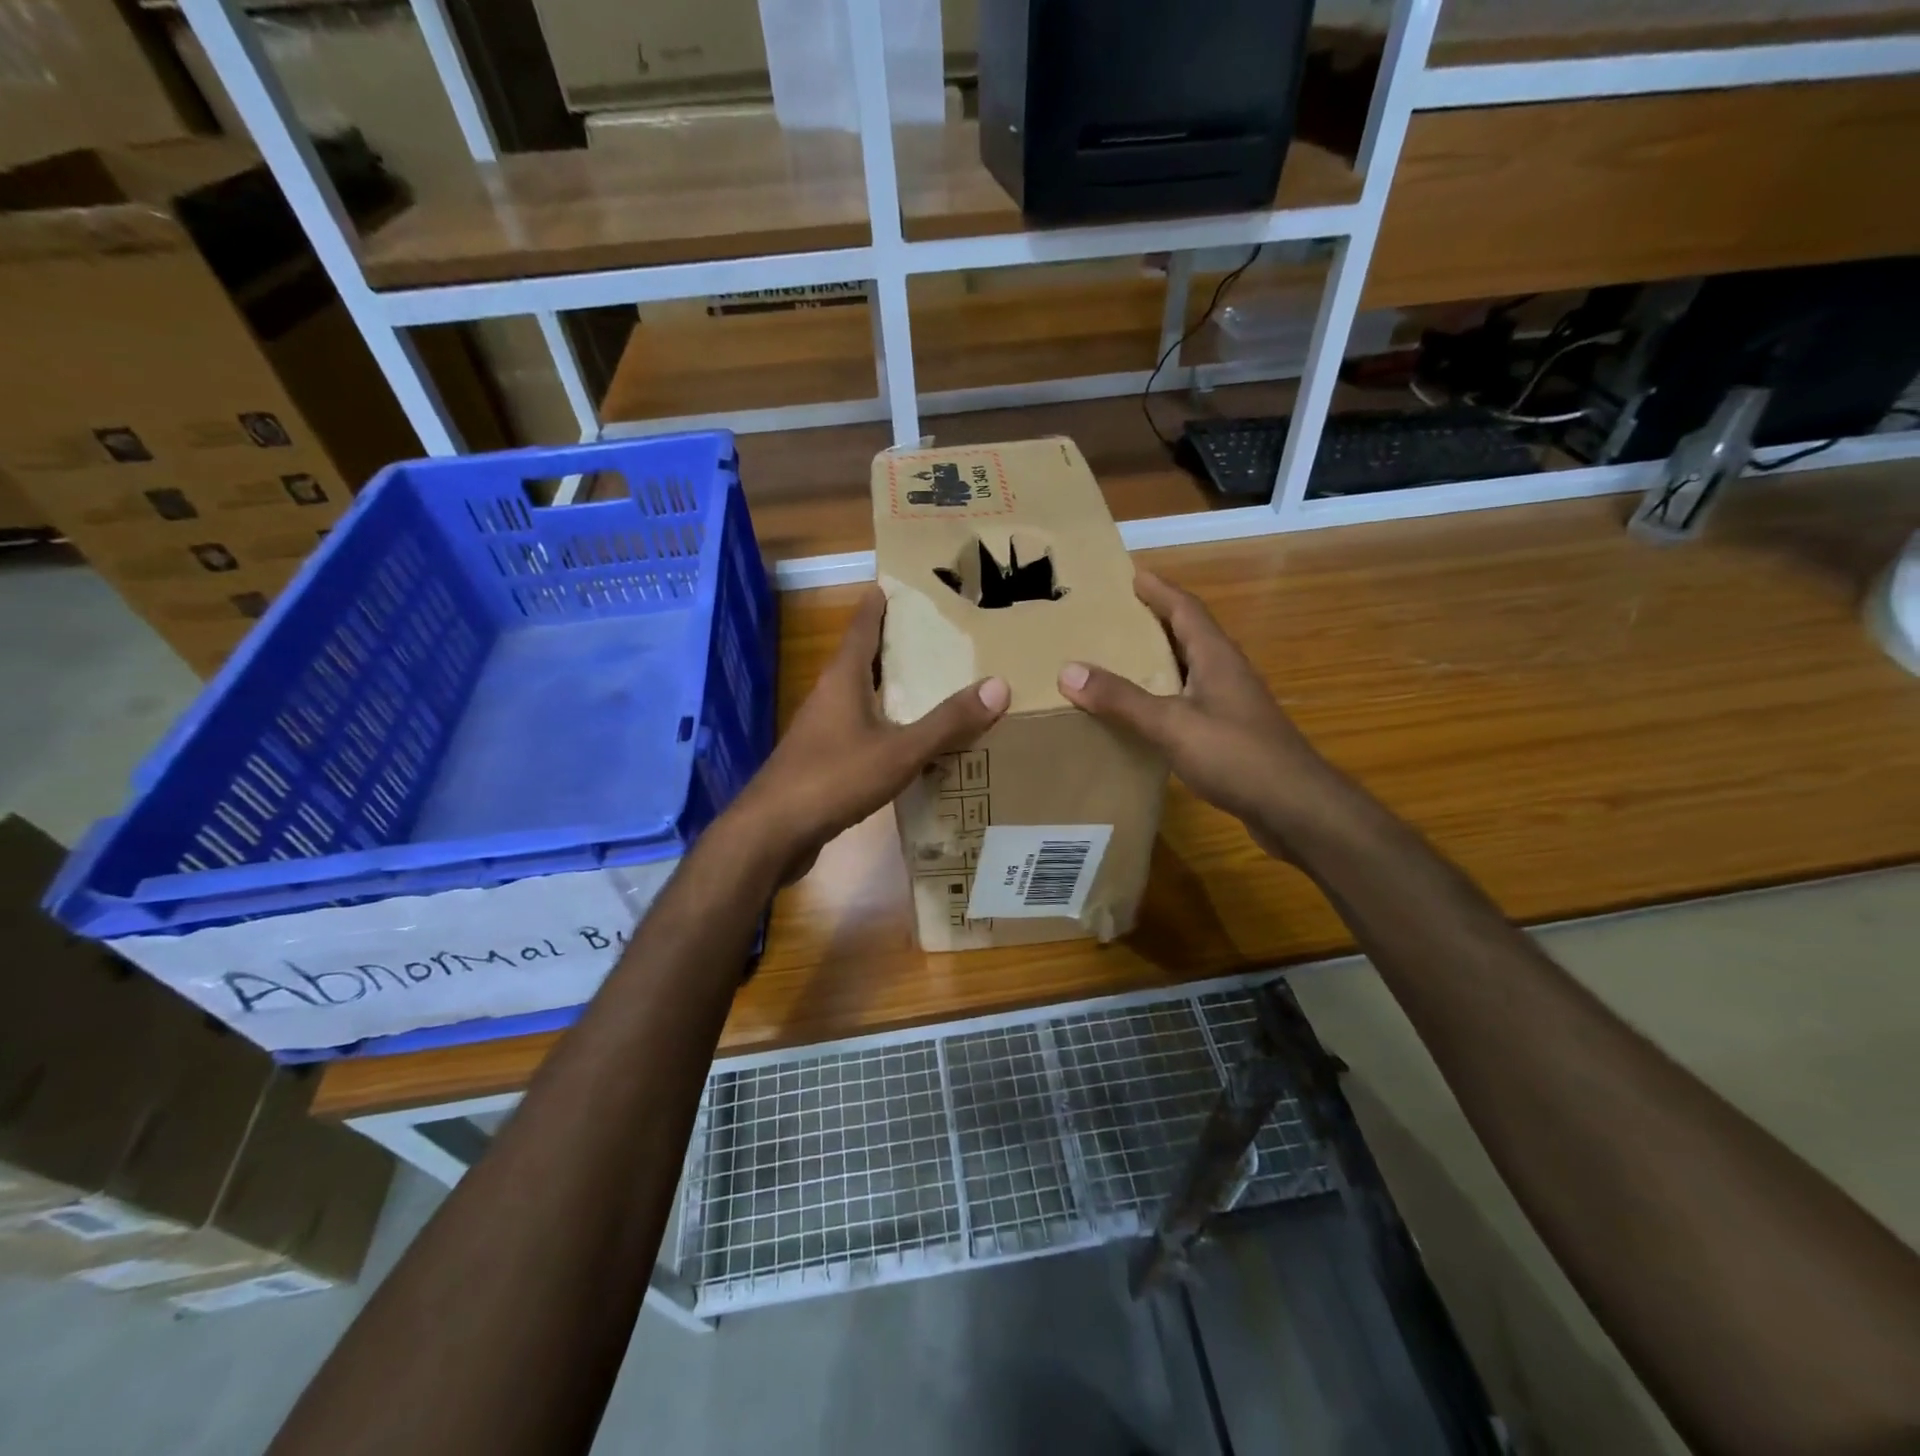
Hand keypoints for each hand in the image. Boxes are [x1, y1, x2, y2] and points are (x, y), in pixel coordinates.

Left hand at [733, 587, 1009, 877]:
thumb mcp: (900, 750)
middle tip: (929, 635)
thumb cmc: (834, 778)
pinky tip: (904, 742)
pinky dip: (882, 725)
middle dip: (890, 646)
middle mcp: (828, 697)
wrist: (773, 833)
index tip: (893, 585)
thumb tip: (999, 685)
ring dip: (887, 688)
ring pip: (858, 697)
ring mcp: (820, 732)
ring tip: (926, 684)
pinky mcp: (820, 762)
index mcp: (842, 681)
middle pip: (860, 661)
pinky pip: (857, 731)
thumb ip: (948, 722)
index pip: (861, 629)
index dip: (877, 606)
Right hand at [1057, 570, 1335, 859]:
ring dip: (1158, 660)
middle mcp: (1226, 672)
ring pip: (1189, 669)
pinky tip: (1143, 713)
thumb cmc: (1237, 756)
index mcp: (1216, 657)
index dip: (1159, 589)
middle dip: (1154, 621)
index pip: (1186, 609)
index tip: (1130, 574)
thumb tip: (1068, 670)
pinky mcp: (1231, 734)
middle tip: (1114, 616)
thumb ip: (1122, 699)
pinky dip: (1164, 696)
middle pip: (1188, 634)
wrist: (1295, 808)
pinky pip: (1190, 701)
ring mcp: (1232, 704)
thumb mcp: (1172, 724)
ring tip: (1118, 660)